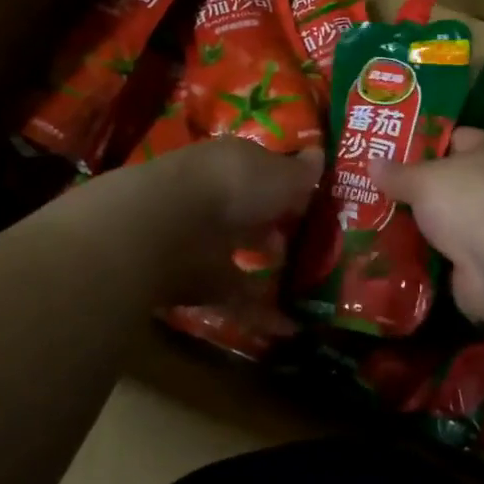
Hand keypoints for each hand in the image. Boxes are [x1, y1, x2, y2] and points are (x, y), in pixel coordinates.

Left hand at [41, 140, 323, 307]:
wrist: (165, 227)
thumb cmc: (232, 186)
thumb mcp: (279, 174)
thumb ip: (300, 172)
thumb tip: (319, 156)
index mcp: (230, 164)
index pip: (260, 170)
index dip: (286, 185)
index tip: (312, 201)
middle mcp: (212, 198)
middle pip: (246, 211)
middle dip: (272, 225)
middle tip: (306, 241)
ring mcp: (200, 240)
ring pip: (236, 252)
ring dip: (263, 266)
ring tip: (302, 283)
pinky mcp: (195, 282)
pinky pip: (235, 297)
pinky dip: (261, 313)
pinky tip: (291, 327)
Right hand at [370, 128, 483, 326]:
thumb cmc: (467, 200)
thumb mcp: (423, 179)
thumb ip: (397, 173)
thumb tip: (373, 162)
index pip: (457, 137)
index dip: (426, 141)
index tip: (393, 150)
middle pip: (450, 181)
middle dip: (417, 186)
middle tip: (378, 188)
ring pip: (447, 219)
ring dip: (420, 224)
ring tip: (377, 220)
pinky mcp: (481, 260)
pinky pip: (445, 252)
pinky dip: (425, 255)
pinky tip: (394, 252)